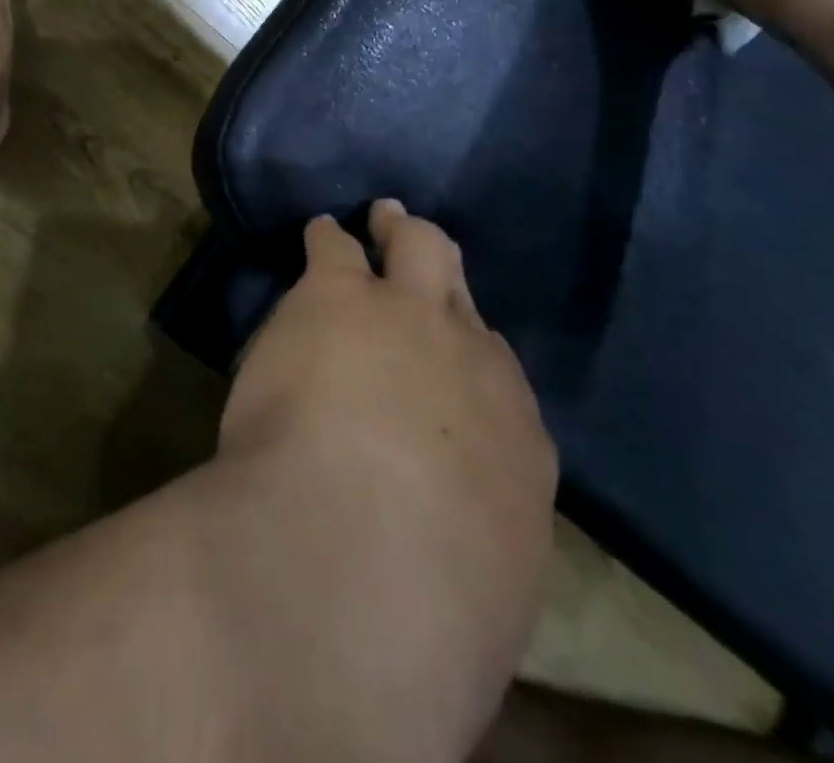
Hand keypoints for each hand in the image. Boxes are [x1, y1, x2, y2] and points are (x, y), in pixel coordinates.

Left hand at [214, 200, 554, 760]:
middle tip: (423, 251)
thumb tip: (457, 557)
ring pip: (417, 248)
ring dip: (395, 233)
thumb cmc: (423, 616)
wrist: (355, 558)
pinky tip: (318, 232)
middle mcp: (470, 362)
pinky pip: (334, 246)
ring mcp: (406, 316)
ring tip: (380, 217)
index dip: (470, 360)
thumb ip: (475, 554)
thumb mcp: (479, 598)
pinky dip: (327, 239)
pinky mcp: (336, 295)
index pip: (498, 381)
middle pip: (465, 298)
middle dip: (444, 274)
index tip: (447, 359)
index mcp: (515, 445)